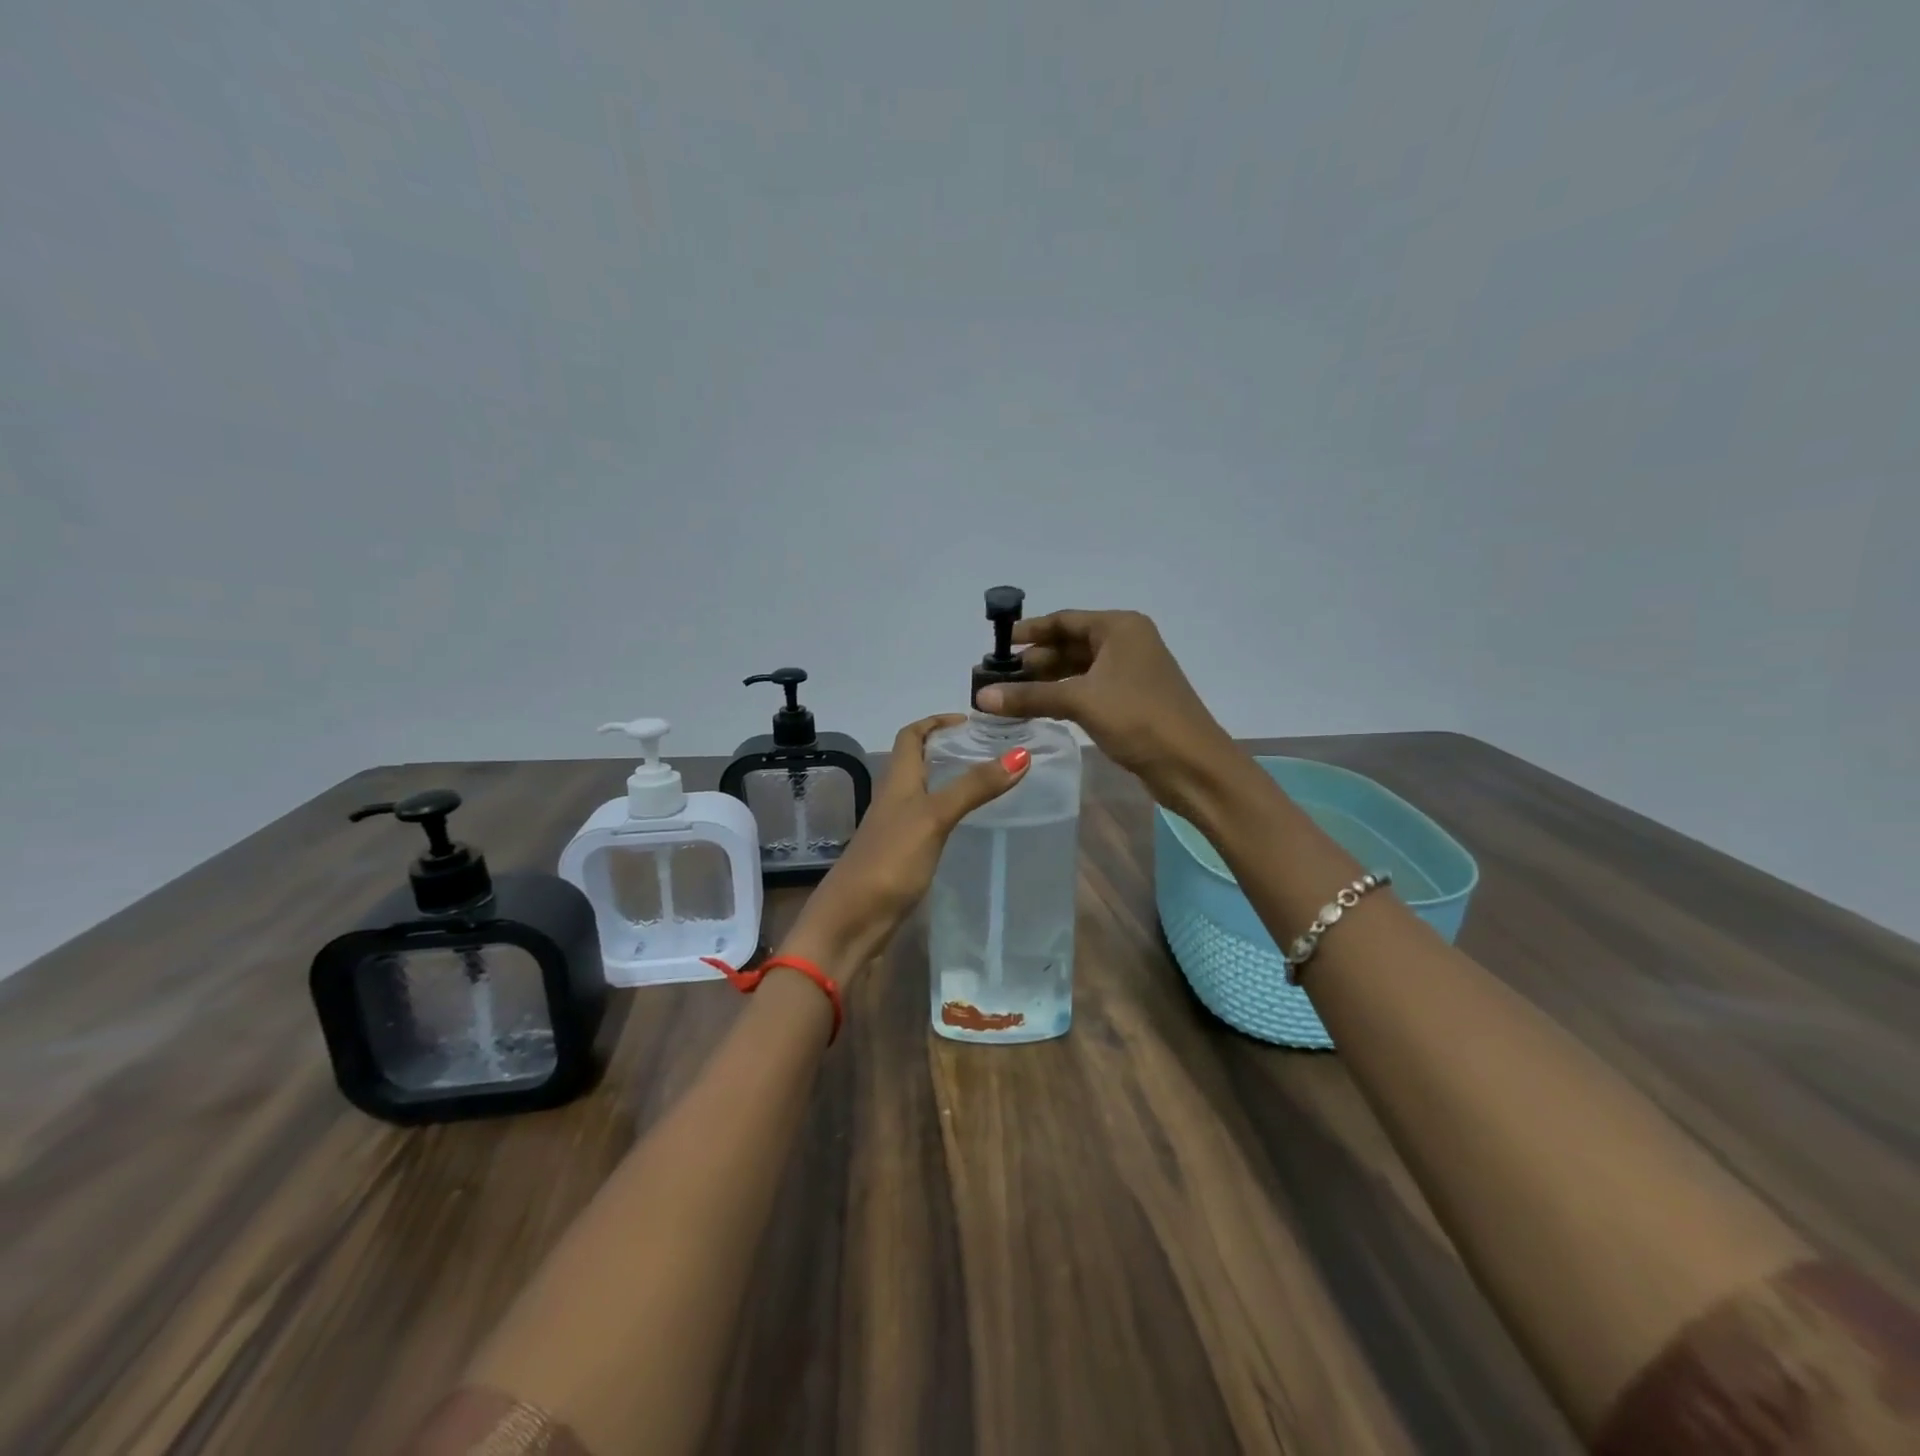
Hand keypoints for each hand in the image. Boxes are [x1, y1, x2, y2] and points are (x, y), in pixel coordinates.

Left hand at [782, 714, 1028, 972]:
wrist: (852, 922)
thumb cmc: (890, 860)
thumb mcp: (934, 817)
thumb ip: (974, 787)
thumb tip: (1020, 753)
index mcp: (897, 780)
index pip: (911, 736)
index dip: (936, 721)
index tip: (971, 721)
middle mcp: (895, 799)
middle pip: (919, 761)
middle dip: (950, 749)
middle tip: (991, 750)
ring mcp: (897, 829)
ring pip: (925, 792)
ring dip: (952, 781)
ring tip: (991, 782)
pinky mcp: (903, 857)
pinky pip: (930, 822)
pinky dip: (950, 814)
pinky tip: (972, 826)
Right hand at [974, 609, 1236, 817]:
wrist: (1192, 765)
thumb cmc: (1139, 719)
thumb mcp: (1081, 702)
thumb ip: (1030, 696)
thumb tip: (982, 697)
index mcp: (1120, 628)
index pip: (1066, 620)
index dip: (1030, 631)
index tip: (998, 644)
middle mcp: (1127, 643)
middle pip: (1071, 644)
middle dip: (1036, 660)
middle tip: (998, 677)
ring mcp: (1131, 673)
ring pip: (1079, 669)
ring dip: (1047, 681)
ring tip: (1011, 695)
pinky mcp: (1132, 701)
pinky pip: (1089, 689)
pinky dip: (1064, 696)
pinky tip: (1040, 708)